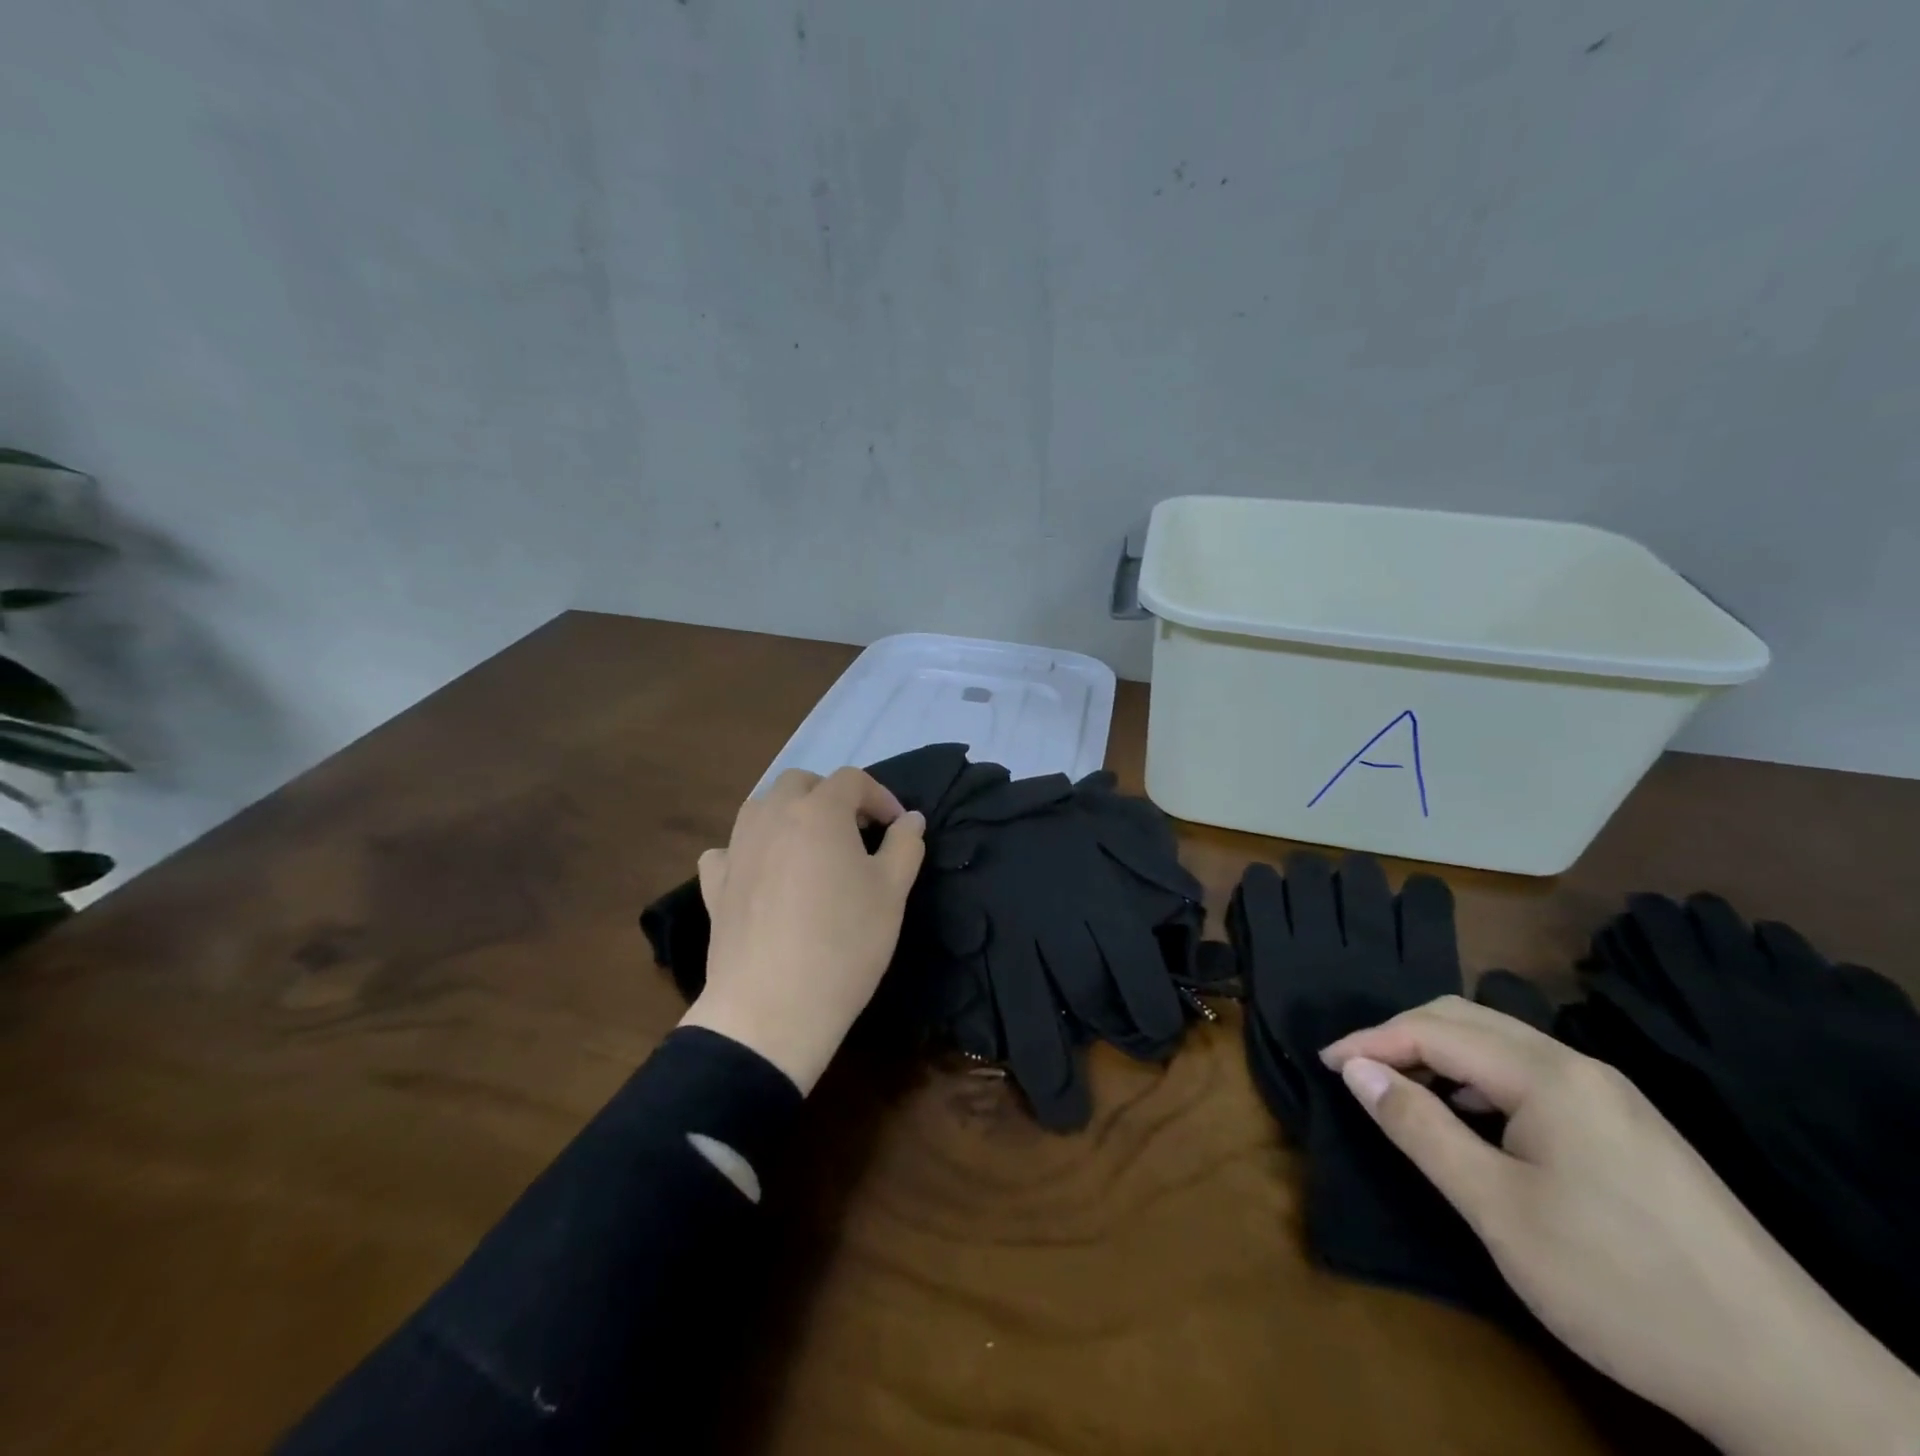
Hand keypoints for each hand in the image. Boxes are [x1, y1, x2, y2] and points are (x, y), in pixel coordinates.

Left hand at [679, 768, 925, 1093]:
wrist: (772, 1008)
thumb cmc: (845, 943)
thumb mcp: (892, 893)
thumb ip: (905, 845)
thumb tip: (910, 819)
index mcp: (818, 811)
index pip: (853, 780)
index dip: (881, 797)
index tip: (898, 829)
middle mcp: (772, 816)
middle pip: (801, 783)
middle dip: (832, 796)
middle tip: (856, 832)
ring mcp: (737, 848)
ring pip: (761, 807)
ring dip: (790, 813)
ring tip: (811, 847)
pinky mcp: (714, 884)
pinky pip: (729, 849)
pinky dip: (749, 849)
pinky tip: (762, 873)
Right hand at [1321, 995, 1919, 1455]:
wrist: (1794, 1383)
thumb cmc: (1620, 1284)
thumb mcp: (1497, 1209)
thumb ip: (1419, 1127)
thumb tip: (1356, 1069)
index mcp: (1548, 1075)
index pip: (1433, 1028)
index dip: (1370, 1040)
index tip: (1324, 1064)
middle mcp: (1581, 1067)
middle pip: (1468, 1018)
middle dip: (1402, 1036)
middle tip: (1358, 1072)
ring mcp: (1614, 1097)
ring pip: (1502, 1045)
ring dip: (1442, 1055)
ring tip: (1404, 1093)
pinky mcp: (1632, 1130)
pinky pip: (1534, 1077)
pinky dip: (1482, 1080)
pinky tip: (1475, 1121)